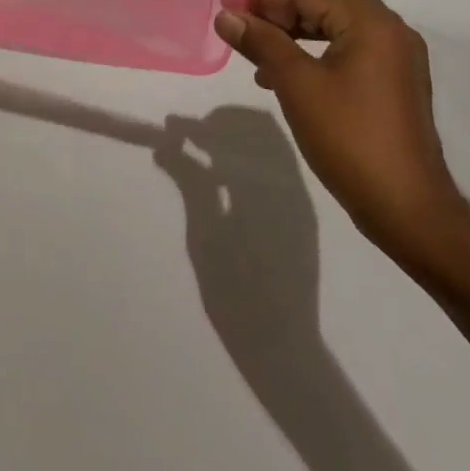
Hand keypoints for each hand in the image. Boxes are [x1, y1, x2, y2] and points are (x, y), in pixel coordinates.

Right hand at [152, 107, 323, 363]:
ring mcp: (300, 198)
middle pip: (260, 127)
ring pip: (271, 143)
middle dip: (222, 123)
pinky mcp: (301, 213)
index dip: (200, 125)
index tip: (171, 127)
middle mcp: (290, 184)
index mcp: (266, 188)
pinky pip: (277, 166)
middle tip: (188, 134)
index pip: (235, 133)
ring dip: (237, 137)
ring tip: (202, 151)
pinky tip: (225, 176)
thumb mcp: (204, 238)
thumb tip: (167, 145)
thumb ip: (191, 184)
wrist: (283, 347)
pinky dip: (250, 157)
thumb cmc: (236, 295)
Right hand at [216, 0, 465, 264]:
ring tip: (258, 48)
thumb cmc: (349, 140)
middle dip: (282, 6)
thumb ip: (261, 43)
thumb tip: (226, 16)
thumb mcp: (296, 86)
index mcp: (372, 23)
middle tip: (245, 21)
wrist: (407, 209)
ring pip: (338, 22)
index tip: (226, 6)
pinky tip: (286, 74)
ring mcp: (397, 57)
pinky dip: (315, 48)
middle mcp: (391, 30)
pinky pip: (349, 46)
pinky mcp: (394, 82)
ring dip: (297, 28)